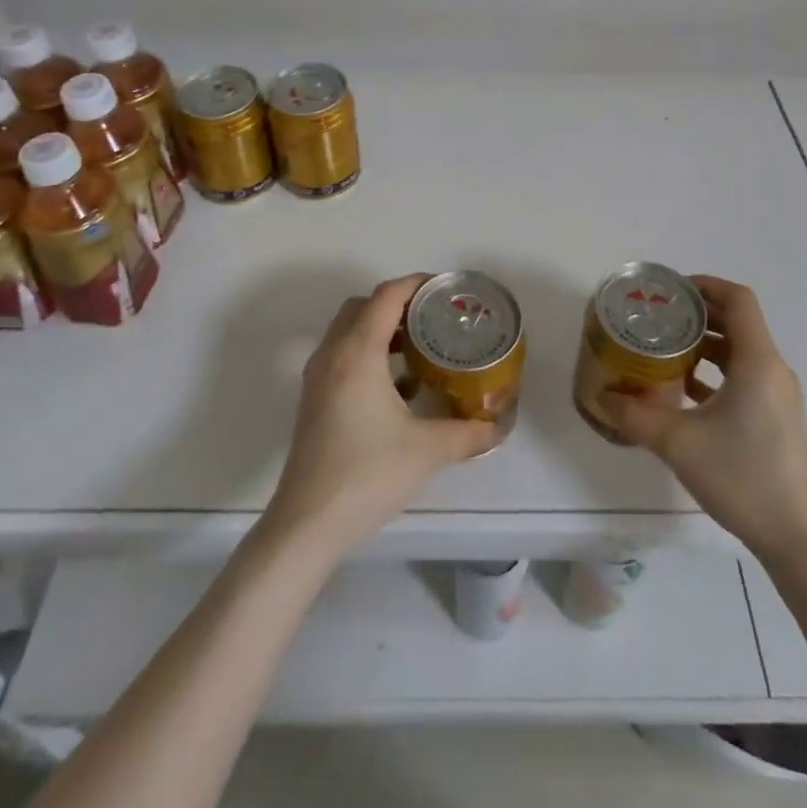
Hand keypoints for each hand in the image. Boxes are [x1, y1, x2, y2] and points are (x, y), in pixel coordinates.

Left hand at [264, 275, 500, 556]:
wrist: (307, 523)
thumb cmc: (367, 475)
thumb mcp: (427, 450)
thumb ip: (468, 433)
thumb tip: (498, 427)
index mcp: (357, 352)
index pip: (386, 296)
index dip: (416, 284)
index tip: (446, 289)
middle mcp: (333, 354)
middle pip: (364, 306)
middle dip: (398, 304)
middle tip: (433, 318)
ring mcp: (318, 376)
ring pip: (349, 330)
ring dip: (381, 329)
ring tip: (420, 347)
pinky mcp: (314, 398)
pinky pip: (342, 355)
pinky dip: (368, 353)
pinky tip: (398, 385)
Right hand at [596, 276, 806, 556]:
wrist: (794, 537)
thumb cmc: (740, 476)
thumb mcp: (677, 442)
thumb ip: (634, 415)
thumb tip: (601, 396)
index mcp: (758, 362)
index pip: (738, 300)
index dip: (706, 285)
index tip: (671, 290)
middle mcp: (772, 370)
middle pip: (738, 321)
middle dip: (699, 313)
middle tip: (659, 316)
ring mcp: (777, 395)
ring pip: (740, 351)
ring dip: (705, 344)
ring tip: (665, 349)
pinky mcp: (775, 418)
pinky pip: (744, 377)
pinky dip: (716, 371)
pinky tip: (683, 389)